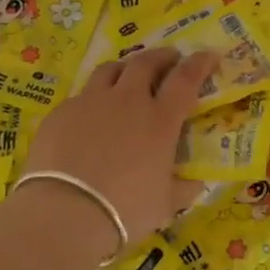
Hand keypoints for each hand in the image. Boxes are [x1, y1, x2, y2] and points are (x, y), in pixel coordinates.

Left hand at [20, 47, 216, 250]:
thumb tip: (195, 182)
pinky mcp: (61, 113)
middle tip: (170, 59)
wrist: (65, 213)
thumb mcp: (165, 204)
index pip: (186, 79)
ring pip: (110, 69)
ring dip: (126, 67)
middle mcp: (127, 101)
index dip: (199, 64)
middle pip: (146, 62)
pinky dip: (94, 99)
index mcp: (160, 120)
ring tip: (129, 75)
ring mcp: (91, 103)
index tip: (208, 56)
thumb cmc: (126, 210)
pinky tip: (91, 116)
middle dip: (162, 57)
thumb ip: (183, 188)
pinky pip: (82, 96)